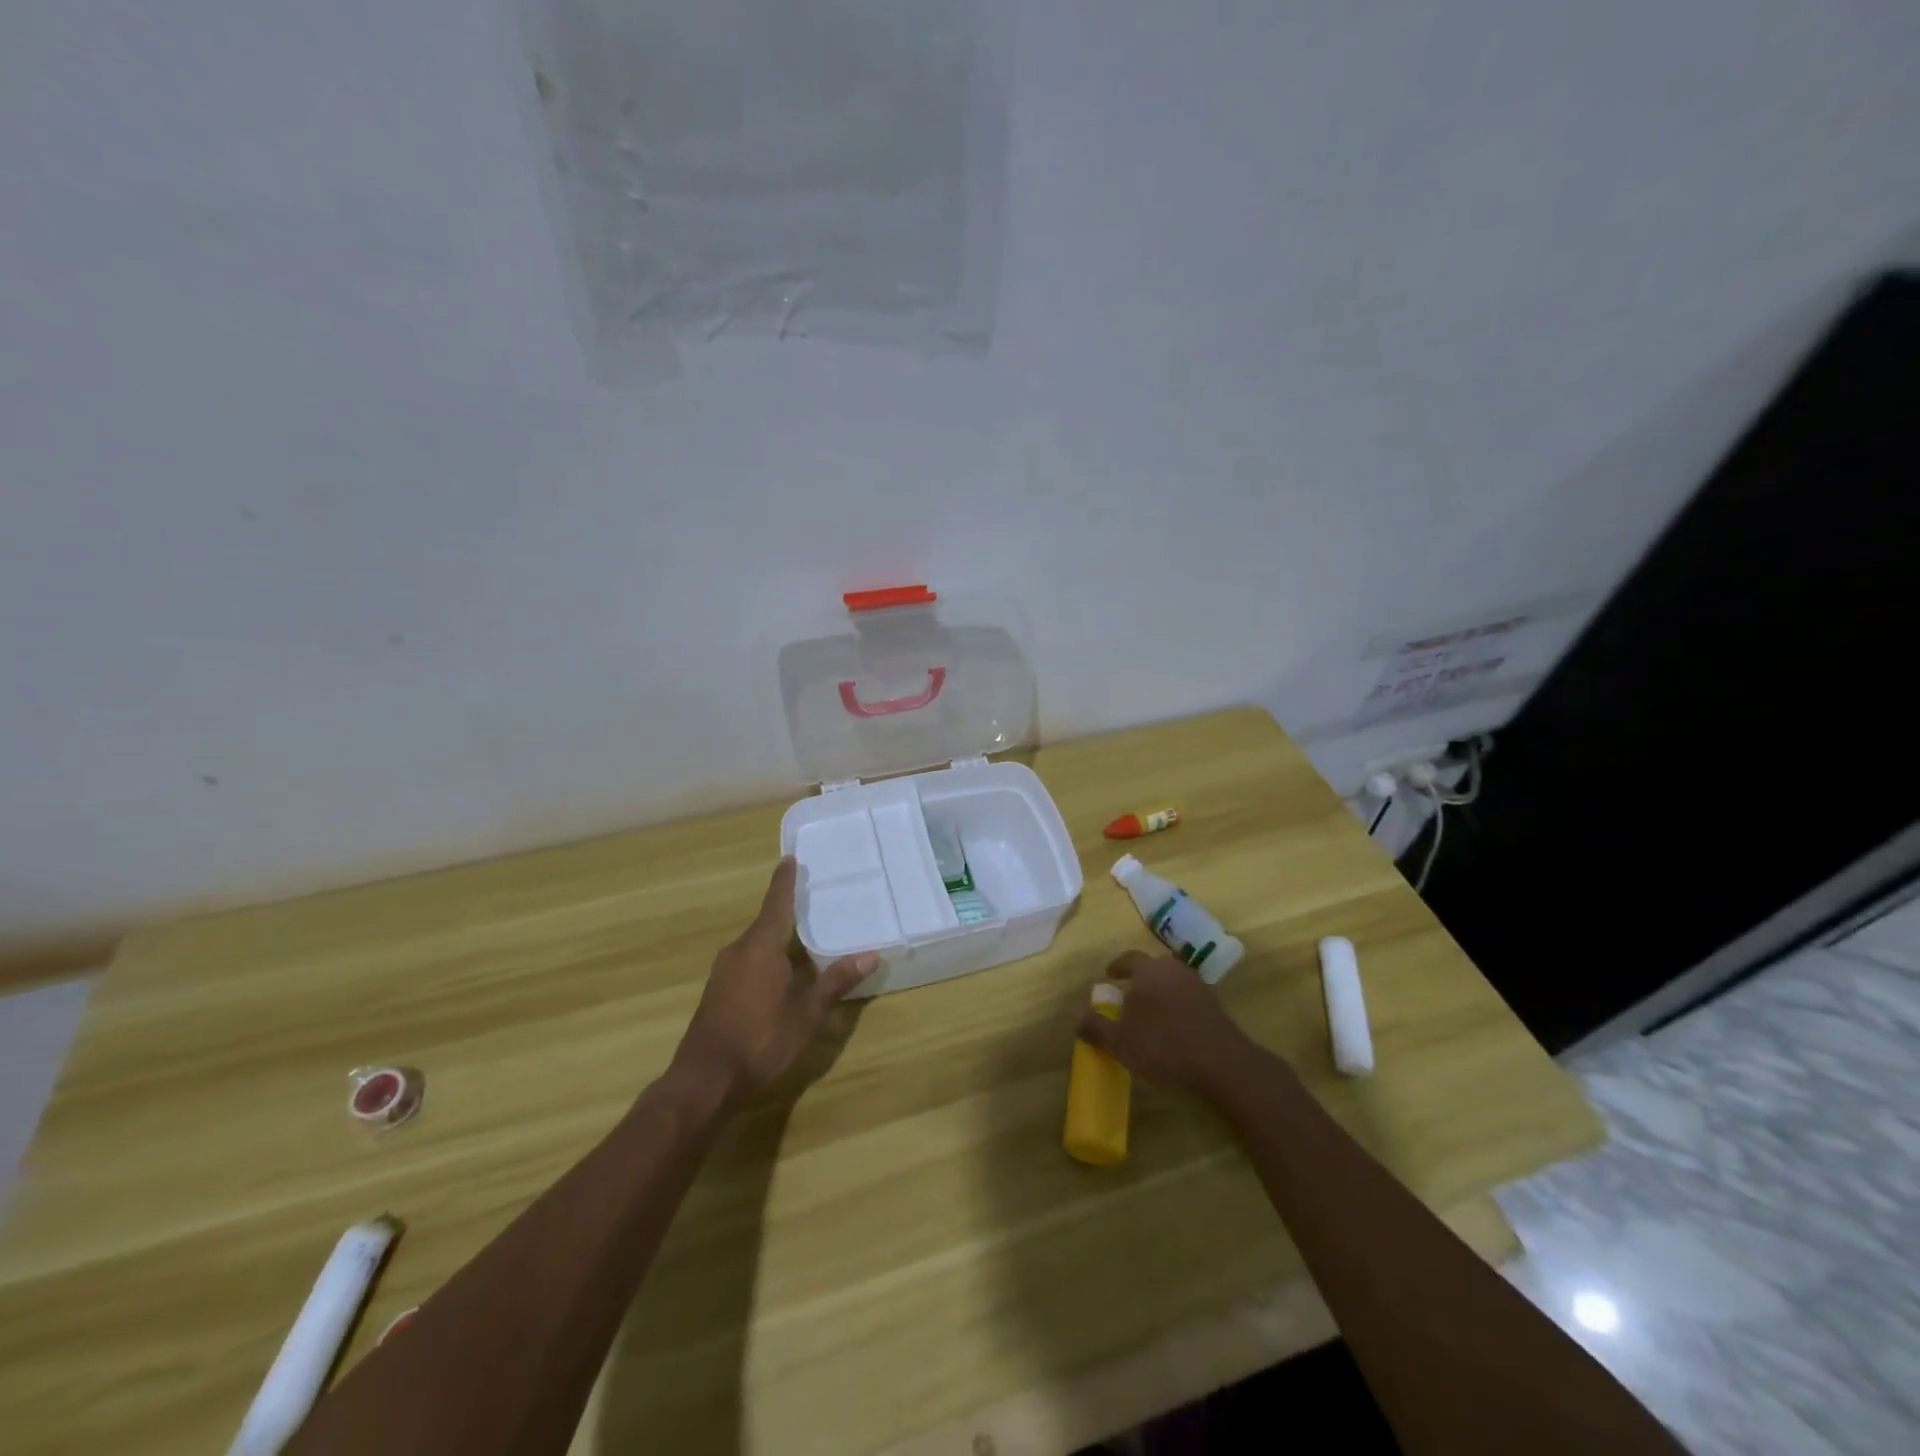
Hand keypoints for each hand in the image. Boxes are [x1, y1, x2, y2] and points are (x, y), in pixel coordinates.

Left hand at [667, 858, 877, 1108]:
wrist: (703, 1083)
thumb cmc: (759, 1043)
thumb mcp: (805, 1016)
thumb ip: (834, 983)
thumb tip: (870, 954)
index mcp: (760, 948)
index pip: (776, 904)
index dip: (784, 882)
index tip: (790, 859)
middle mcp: (739, 951)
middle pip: (766, 921)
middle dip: (787, 908)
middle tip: (812, 896)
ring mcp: (725, 972)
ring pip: (756, 943)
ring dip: (777, 935)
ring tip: (804, 931)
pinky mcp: (719, 991)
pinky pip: (748, 959)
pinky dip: (767, 954)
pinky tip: (783, 968)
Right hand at [1075, 951, 1259, 1095]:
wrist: (1219, 1062)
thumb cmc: (1162, 1045)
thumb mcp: (1119, 1042)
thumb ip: (1096, 1027)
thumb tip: (1078, 1020)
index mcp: (1148, 970)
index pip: (1129, 958)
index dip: (1118, 966)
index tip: (1110, 975)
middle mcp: (1173, 969)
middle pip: (1153, 967)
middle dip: (1140, 979)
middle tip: (1130, 995)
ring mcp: (1197, 985)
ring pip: (1173, 981)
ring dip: (1161, 992)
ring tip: (1152, 1013)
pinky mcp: (1215, 1004)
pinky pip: (1189, 997)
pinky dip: (1178, 1006)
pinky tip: (1175, 1026)